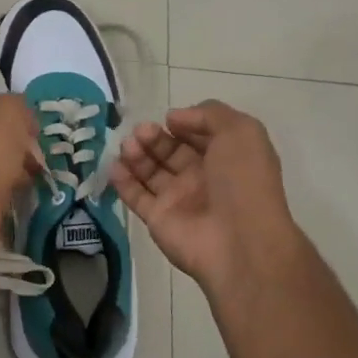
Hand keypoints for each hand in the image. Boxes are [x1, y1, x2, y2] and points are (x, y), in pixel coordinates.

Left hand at [0, 95, 41, 265]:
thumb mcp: (8, 111)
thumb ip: (17, 106)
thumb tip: (24, 118)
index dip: (18, 120)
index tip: (37, 133)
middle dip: (21, 148)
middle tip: (40, 158)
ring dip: (19, 172)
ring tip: (39, 178)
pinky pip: (0, 194)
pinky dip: (14, 194)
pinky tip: (27, 196)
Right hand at [112, 101, 303, 304]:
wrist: (241, 243)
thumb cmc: (244, 182)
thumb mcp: (241, 132)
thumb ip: (209, 114)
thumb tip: (174, 118)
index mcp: (226, 157)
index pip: (197, 135)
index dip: (182, 123)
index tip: (168, 119)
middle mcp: (202, 177)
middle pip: (170, 151)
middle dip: (153, 138)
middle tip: (141, 132)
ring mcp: (179, 200)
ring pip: (150, 172)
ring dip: (136, 154)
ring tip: (128, 146)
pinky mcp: (158, 219)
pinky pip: (136, 196)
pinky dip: (122, 181)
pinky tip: (114, 166)